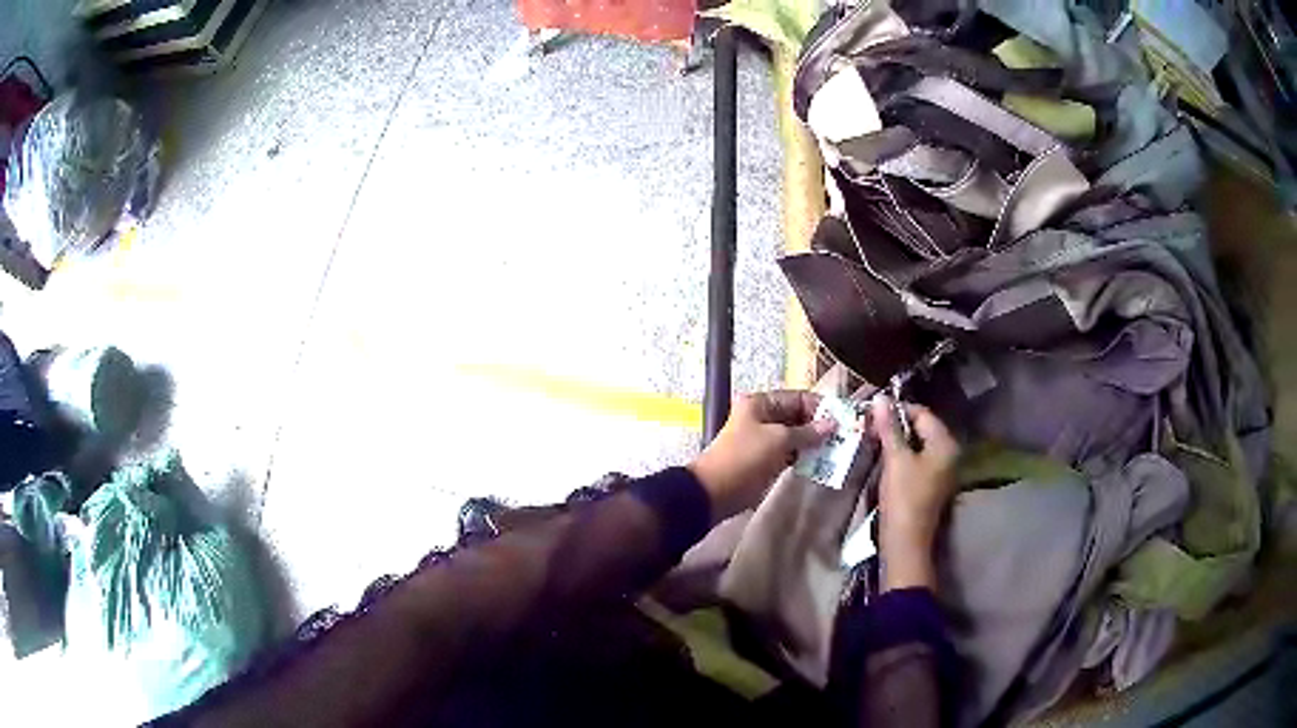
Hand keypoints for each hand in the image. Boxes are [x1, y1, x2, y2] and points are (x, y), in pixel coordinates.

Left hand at [689, 391, 833, 520]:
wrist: (716, 491)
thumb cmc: (745, 458)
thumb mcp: (778, 440)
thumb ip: (807, 432)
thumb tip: (832, 425)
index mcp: (761, 403)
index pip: (797, 397)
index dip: (819, 407)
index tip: (841, 419)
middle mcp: (763, 417)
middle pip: (798, 416)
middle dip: (819, 426)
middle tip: (843, 436)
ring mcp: (765, 439)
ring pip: (796, 435)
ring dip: (814, 442)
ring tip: (837, 449)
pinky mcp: (767, 459)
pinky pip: (791, 452)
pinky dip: (805, 455)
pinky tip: (821, 461)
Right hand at [871, 397, 959, 591]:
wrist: (906, 542)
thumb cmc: (904, 497)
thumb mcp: (895, 459)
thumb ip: (888, 428)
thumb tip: (880, 398)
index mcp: (945, 444)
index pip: (922, 413)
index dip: (898, 409)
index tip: (873, 412)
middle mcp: (949, 453)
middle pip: (921, 428)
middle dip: (896, 425)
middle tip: (870, 425)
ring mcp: (941, 470)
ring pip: (917, 445)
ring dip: (896, 441)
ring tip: (873, 440)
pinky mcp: (931, 484)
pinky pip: (917, 460)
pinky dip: (901, 456)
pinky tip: (883, 458)